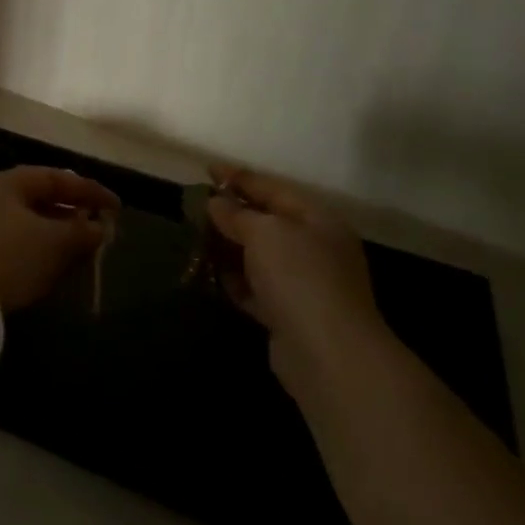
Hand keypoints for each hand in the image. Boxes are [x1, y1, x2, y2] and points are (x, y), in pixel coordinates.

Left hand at [0, 166, 120, 310]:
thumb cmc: (5, 256)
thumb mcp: (52, 242)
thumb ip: (80, 231)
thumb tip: (98, 227)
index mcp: (5, 182)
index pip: (56, 177)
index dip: (90, 191)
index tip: (117, 208)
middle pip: (37, 200)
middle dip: (70, 216)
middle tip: (96, 232)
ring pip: (22, 225)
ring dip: (52, 237)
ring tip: (75, 256)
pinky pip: (7, 246)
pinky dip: (31, 254)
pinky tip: (43, 273)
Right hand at [207, 165, 385, 399]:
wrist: (328, 355)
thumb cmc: (300, 277)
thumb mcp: (265, 233)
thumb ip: (237, 214)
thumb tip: (216, 202)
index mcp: (317, 219)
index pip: (273, 189)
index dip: (239, 178)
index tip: (207, 169)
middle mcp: (315, 248)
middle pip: (266, 222)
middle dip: (231, 214)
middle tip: (196, 206)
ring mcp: (304, 284)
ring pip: (259, 257)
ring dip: (229, 247)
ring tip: (195, 238)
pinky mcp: (288, 315)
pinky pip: (255, 288)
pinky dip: (234, 280)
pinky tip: (210, 274)